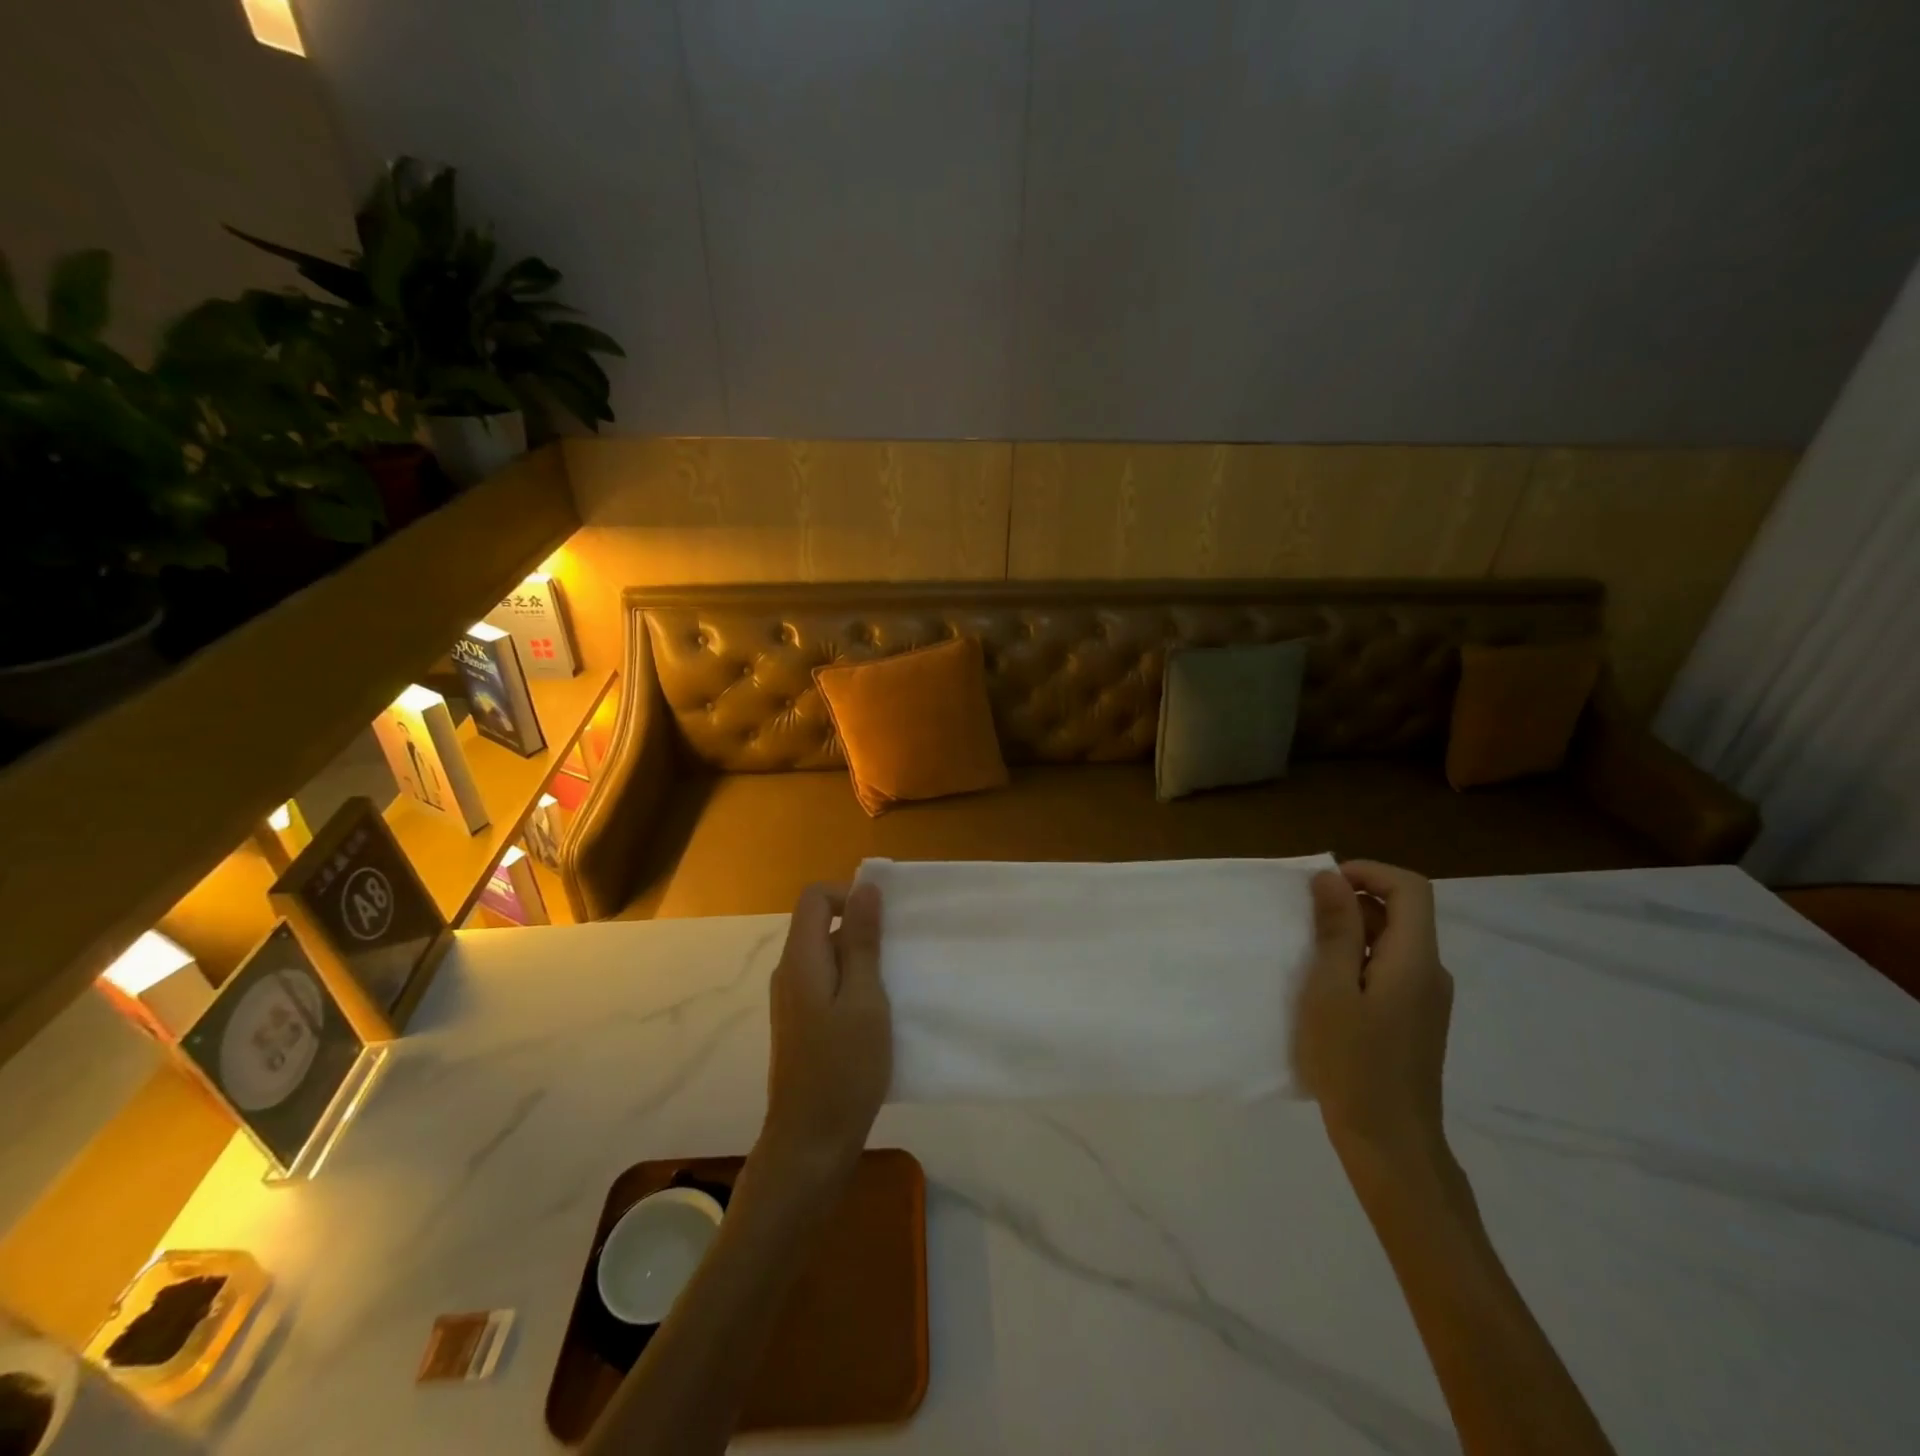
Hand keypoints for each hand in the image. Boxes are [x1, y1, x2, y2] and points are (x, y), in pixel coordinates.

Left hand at [758, 882, 890, 1188]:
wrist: (810, 1144)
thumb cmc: (843, 1069)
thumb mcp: (864, 999)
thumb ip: (862, 942)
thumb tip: (865, 888)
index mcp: (801, 960)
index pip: (815, 897)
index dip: (850, 895)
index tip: (884, 922)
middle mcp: (789, 973)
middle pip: (822, 925)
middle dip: (862, 931)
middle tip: (898, 959)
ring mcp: (792, 1001)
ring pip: (828, 957)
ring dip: (861, 962)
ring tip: (894, 989)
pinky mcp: (801, 1024)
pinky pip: (827, 985)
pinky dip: (853, 986)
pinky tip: (878, 1016)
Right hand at [1292, 861, 1454, 1169]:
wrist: (1390, 1143)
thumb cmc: (1353, 1063)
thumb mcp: (1330, 990)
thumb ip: (1335, 931)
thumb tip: (1332, 878)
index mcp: (1415, 960)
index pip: (1410, 889)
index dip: (1368, 872)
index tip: (1323, 884)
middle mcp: (1431, 972)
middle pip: (1403, 912)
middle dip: (1354, 902)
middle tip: (1305, 921)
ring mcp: (1427, 999)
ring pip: (1395, 941)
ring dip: (1353, 932)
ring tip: (1309, 955)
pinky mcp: (1417, 1020)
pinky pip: (1392, 969)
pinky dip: (1360, 960)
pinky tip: (1328, 989)